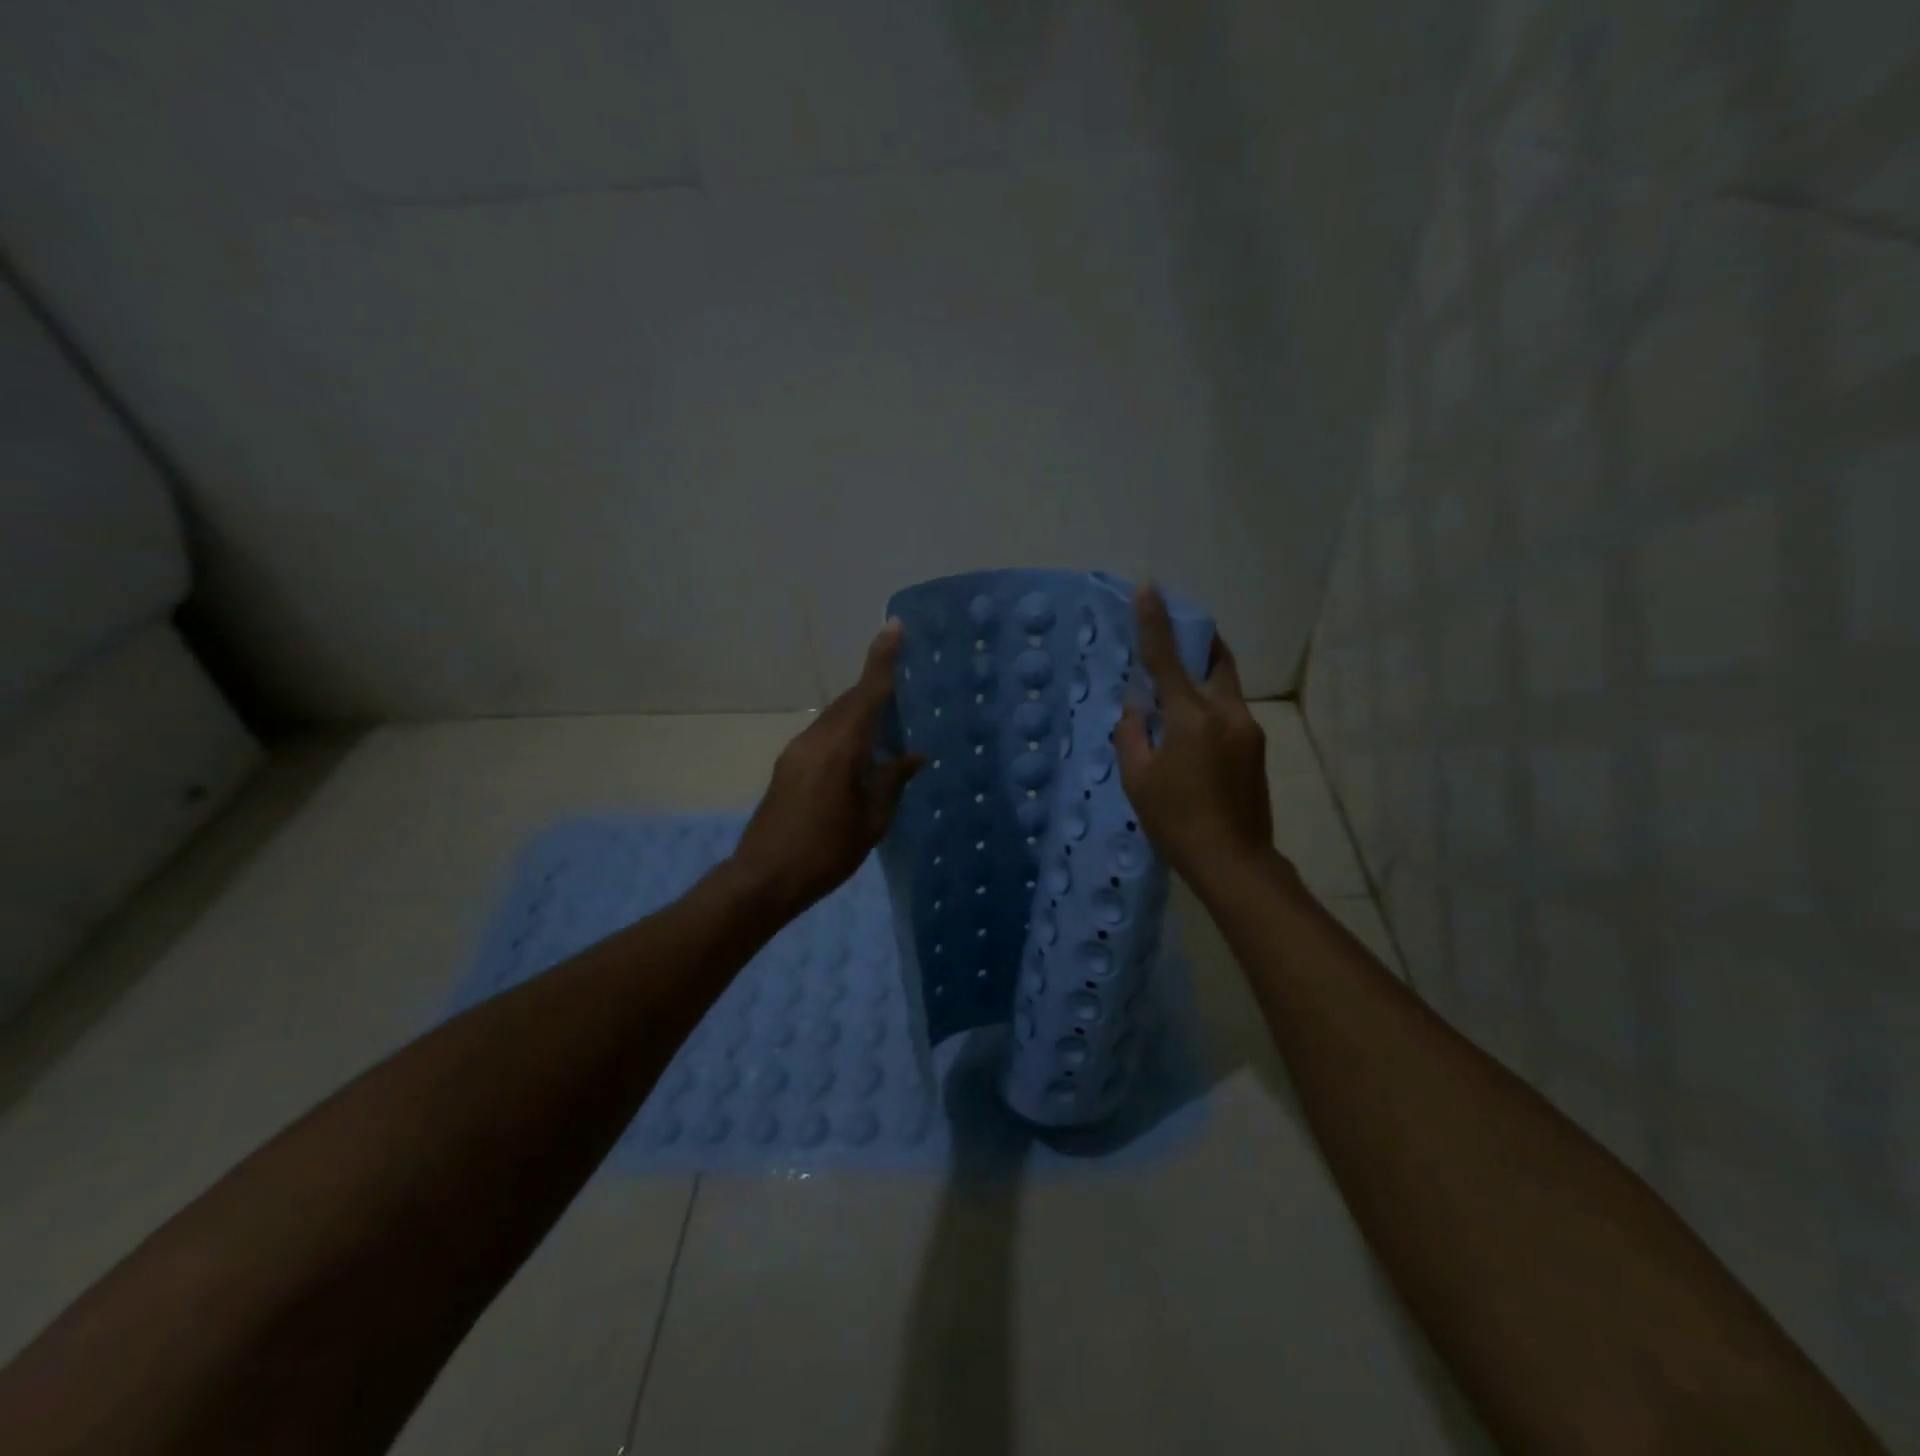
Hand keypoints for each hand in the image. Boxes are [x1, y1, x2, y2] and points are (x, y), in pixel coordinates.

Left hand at [731, 622, 925, 916]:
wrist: (764, 877)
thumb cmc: (826, 852)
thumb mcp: (871, 821)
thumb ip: (893, 781)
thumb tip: (916, 755)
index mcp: (841, 748)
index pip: (867, 693)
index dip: (882, 659)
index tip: (894, 626)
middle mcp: (816, 739)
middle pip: (850, 701)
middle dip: (876, 686)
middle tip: (906, 681)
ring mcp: (797, 751)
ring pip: (835, 717)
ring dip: (861, 711)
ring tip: (890, 719)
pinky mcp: (788, 765)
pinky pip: (823, 734)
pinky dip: (846, 731)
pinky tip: (861, 752)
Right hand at [1114, 583, 1276, 888]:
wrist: (1234, 861)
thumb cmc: (1176, 821)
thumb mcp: (1138, 779)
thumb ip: (1132, 734)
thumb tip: (1136, 707)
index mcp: (1192, 717)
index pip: (1168, 658)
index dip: (1155, 621)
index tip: (1149, 588)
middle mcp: (1226, 713)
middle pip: (1216, 659)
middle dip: (1197, 638)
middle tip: (1177, 631)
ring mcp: (1248, 729)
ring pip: (1225, 685)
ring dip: (1203, 675)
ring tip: (1177, 691)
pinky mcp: (1257, 747)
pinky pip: (1229, 710)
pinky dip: (1209, 703)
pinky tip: (1192, 730)